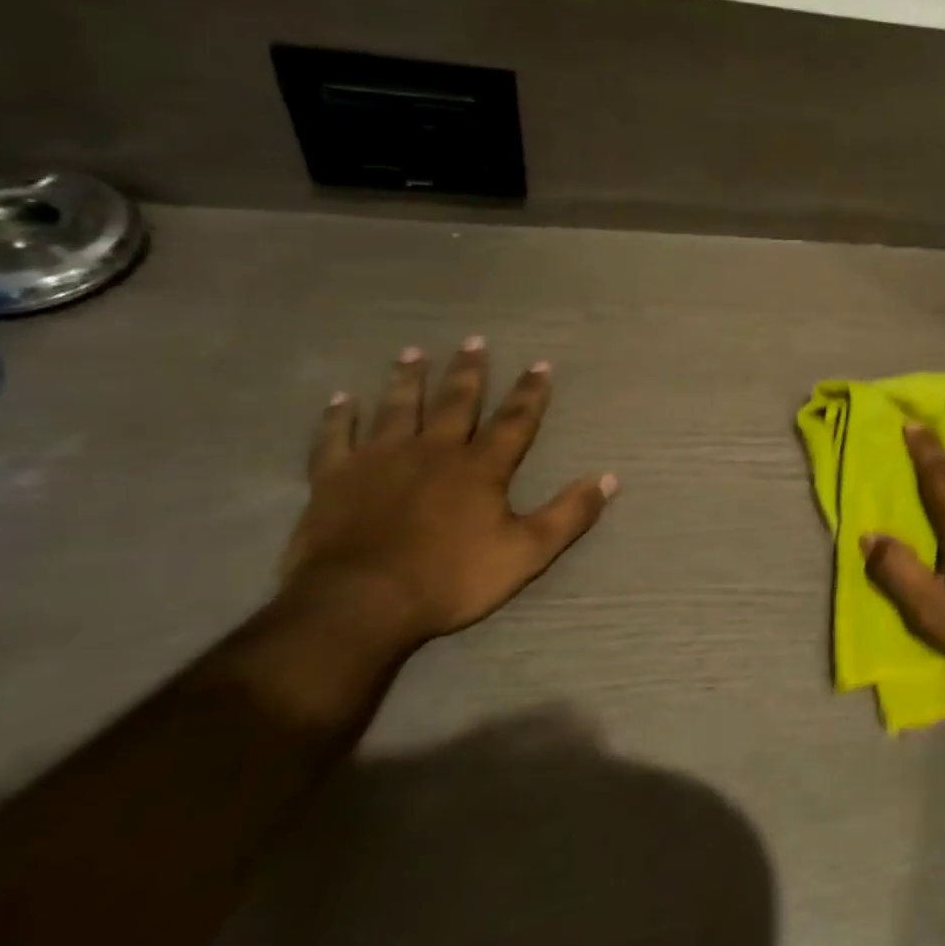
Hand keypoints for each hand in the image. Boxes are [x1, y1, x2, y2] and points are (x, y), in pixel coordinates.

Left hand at [280, 339, 616, 650]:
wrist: (360, 605)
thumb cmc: (450, 579)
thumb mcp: (526, 553)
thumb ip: (569, 514)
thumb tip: (609, 479)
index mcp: (480, 467)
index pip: (514, 420)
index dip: (530, 392)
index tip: (540, 363)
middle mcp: (434, 450)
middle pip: (455, 402)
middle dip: (469, 371)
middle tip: (474, 340)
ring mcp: (380, 460)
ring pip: (398, 408)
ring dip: (407, 379)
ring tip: (413, 353)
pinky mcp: (335, 479)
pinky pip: (335, 439)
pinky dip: (338, 418)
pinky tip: (340, 399)